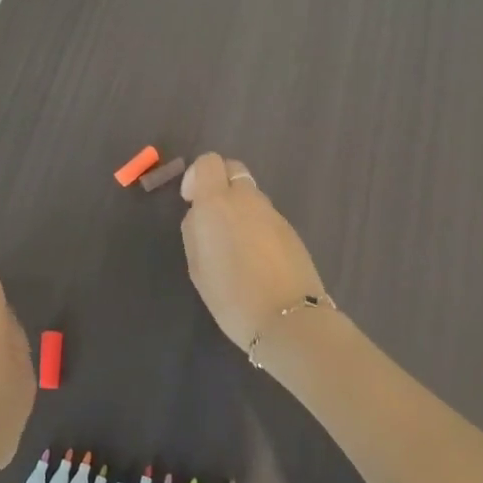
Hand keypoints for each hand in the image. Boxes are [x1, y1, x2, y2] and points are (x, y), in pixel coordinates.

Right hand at [180, 152, 326, 352]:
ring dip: (239, 208)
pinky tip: (256, 259)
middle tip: (212, 216)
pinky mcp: (291, 230)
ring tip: (235, 246)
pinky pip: (265, 217)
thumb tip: (202, 216)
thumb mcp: (198, 265)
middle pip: (233, 170)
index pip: (208, 162)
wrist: (288, 319)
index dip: (196, 176)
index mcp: (217, 203)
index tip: (191, 201)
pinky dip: (256, 226)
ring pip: (251, 195)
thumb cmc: (231, 296)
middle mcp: (247, 199)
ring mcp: (273, 213)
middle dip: (219, 183)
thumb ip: (196, 230)